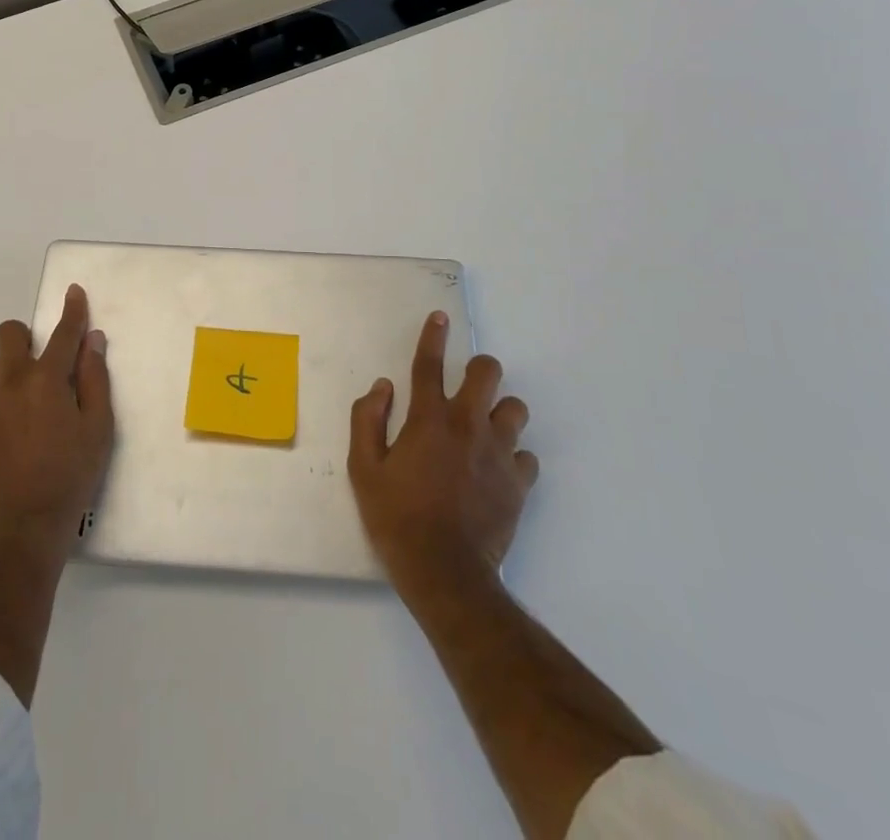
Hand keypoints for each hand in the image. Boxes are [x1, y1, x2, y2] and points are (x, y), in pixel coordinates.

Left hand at [0, 284, 114, 561]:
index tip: (74, 292)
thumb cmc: (72, 474)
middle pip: (8, 334)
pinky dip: (1, 398)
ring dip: (11, 367)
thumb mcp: (99, 427)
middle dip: (27, 335)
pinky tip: (16, 427)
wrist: (24, 526)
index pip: (62, 333)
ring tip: (30, 396)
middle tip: (45, 360)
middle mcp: (11, 383)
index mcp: (46, 379)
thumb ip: (95, 378)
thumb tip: (92, 341)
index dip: (72, 310)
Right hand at [348, 310, 536, 590]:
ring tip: (484, 430)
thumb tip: (383, 387)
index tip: (441, 317)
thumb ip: (367, 420)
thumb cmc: (396, 518)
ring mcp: (499, 453)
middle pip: (488, 373)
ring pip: (516, 408)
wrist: (445, 573)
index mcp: (428, 419)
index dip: (433, 336)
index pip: (429, 364)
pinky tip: (496, 470)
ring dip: (500, 412)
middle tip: (467, 387)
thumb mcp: (363, 469)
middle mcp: (467, 425)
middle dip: (480, 369)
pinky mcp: (519, 483)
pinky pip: (526, 455)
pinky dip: (512, 456)